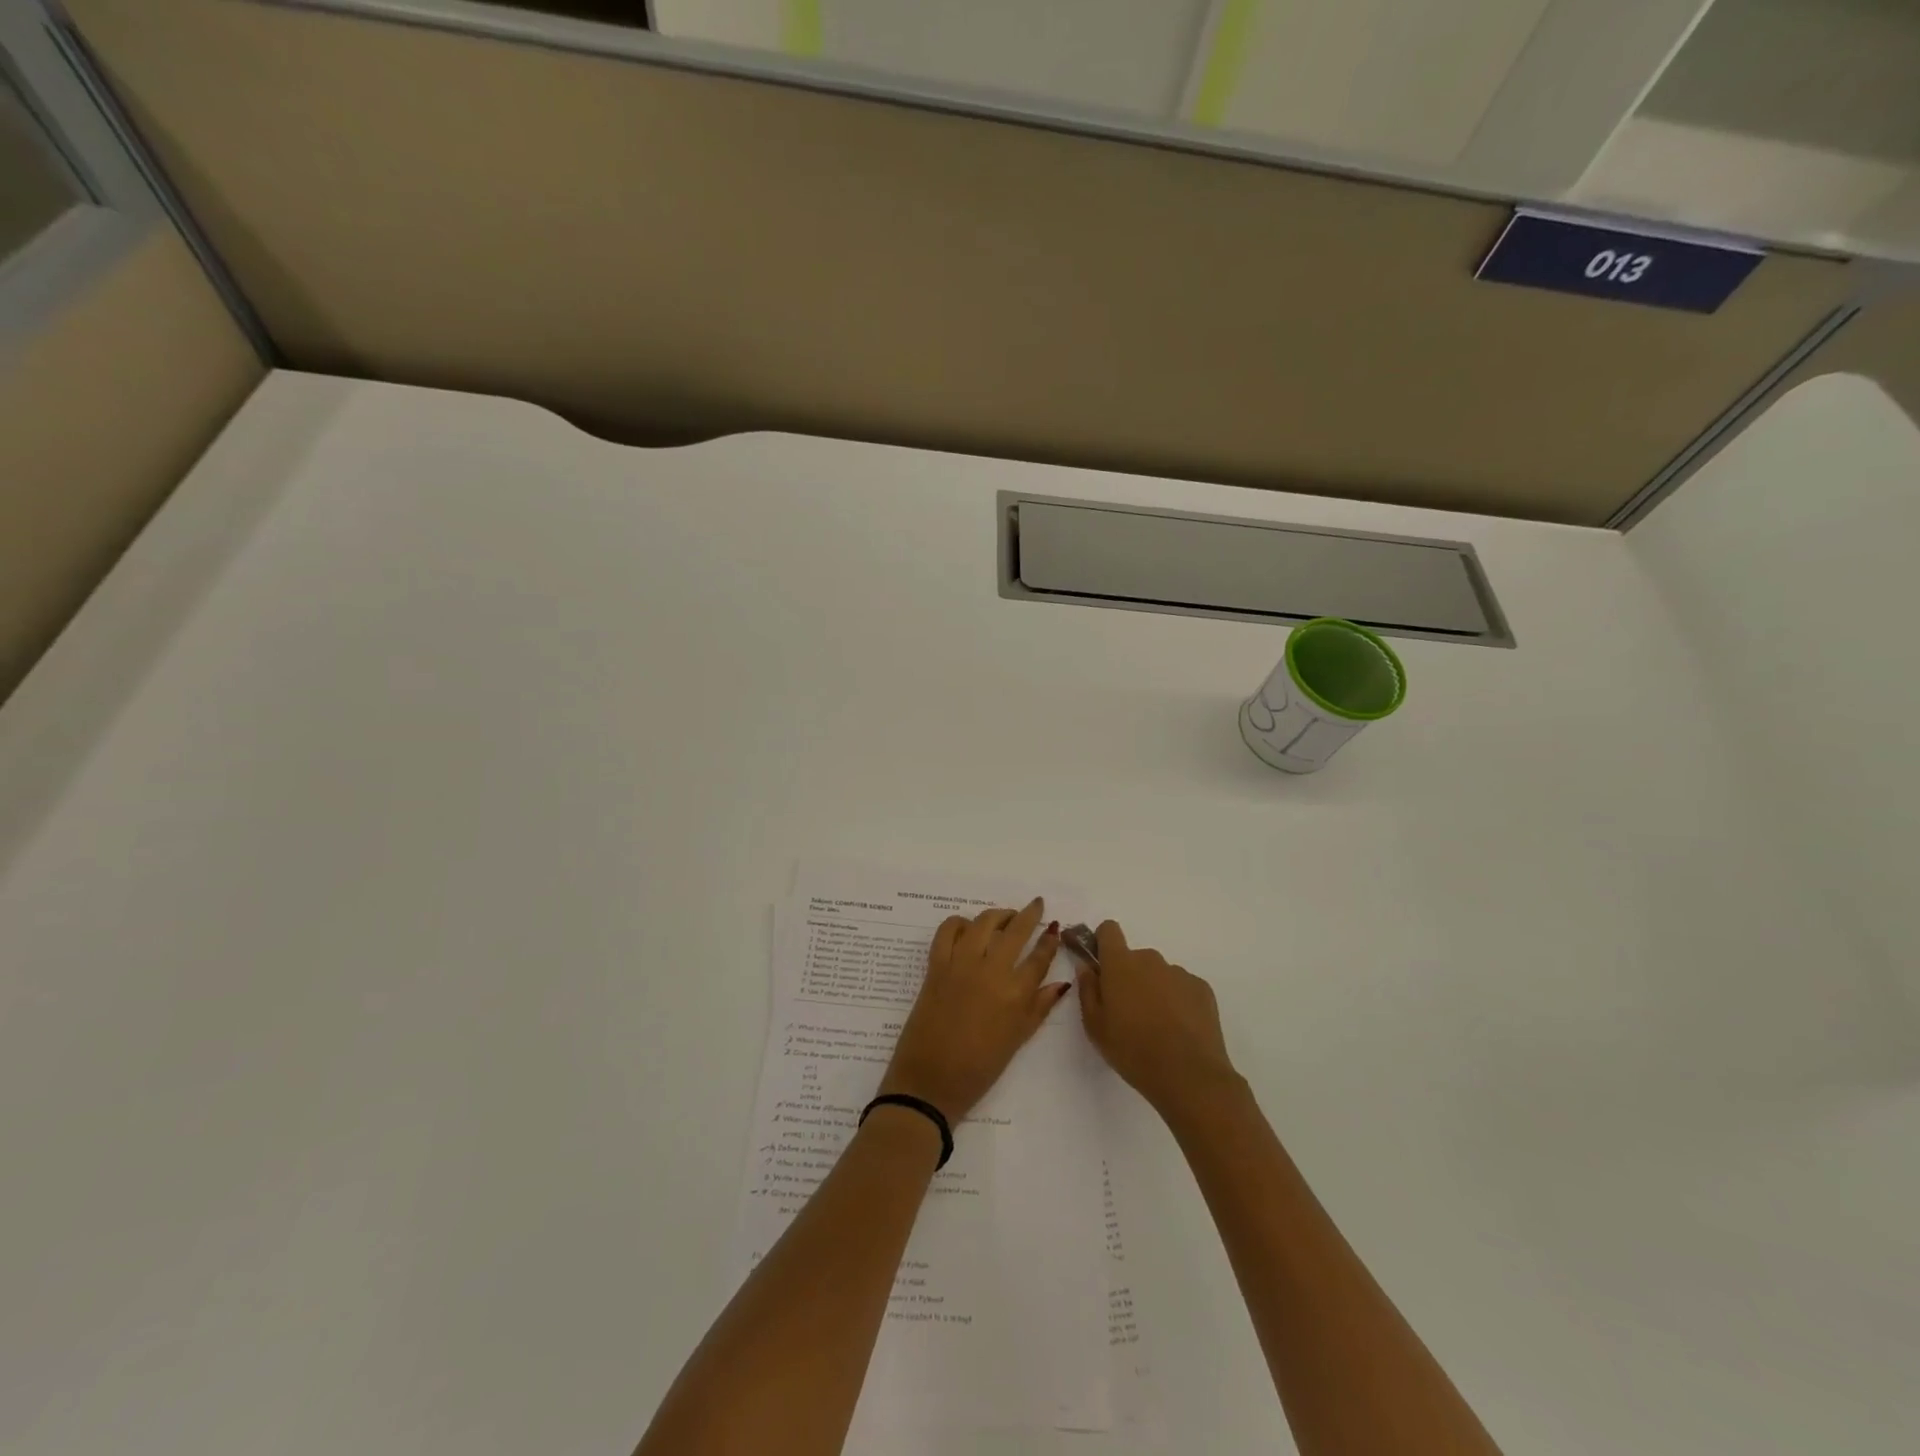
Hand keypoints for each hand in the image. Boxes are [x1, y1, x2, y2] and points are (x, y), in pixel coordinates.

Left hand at [878, 899, 1072, 1121]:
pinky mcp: (936, 965)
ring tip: (1005, 917)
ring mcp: (961, 964)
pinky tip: (967, 928)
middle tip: (1036, 905)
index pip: (1039, 957)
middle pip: (1015, 931)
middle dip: (1029, 914)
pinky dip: (959, 923)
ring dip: (998, 914)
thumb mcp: (1017, 1040)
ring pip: (984, 922)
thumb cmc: (979, 1069)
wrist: (931, 1081)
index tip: (1055, 929)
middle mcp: (991, 971)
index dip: (1050, 940)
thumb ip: (1040, 1007)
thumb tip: (1061, 984)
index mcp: (1015, 994)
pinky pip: (948, 930)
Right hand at [1069, 921, 1241, 1123]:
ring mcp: (1179, 973)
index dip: (1103, 942)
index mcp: (1120, 964)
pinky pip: (1182, 988)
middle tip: (1128, 1012)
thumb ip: (1087, 989)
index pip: (1109, 930)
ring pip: (1159, 974)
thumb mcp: (1095, 1026)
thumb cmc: (1132, 1050)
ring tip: (1157, 1027)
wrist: (1189, 1075)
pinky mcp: (1202, 989)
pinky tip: (1178, 1030)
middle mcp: (1150, 959)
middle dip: (1129, 977)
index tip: (1102, 966)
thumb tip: (1086, 966)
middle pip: (1135, 958)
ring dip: (1154, 990)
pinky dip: (1177, 1001)